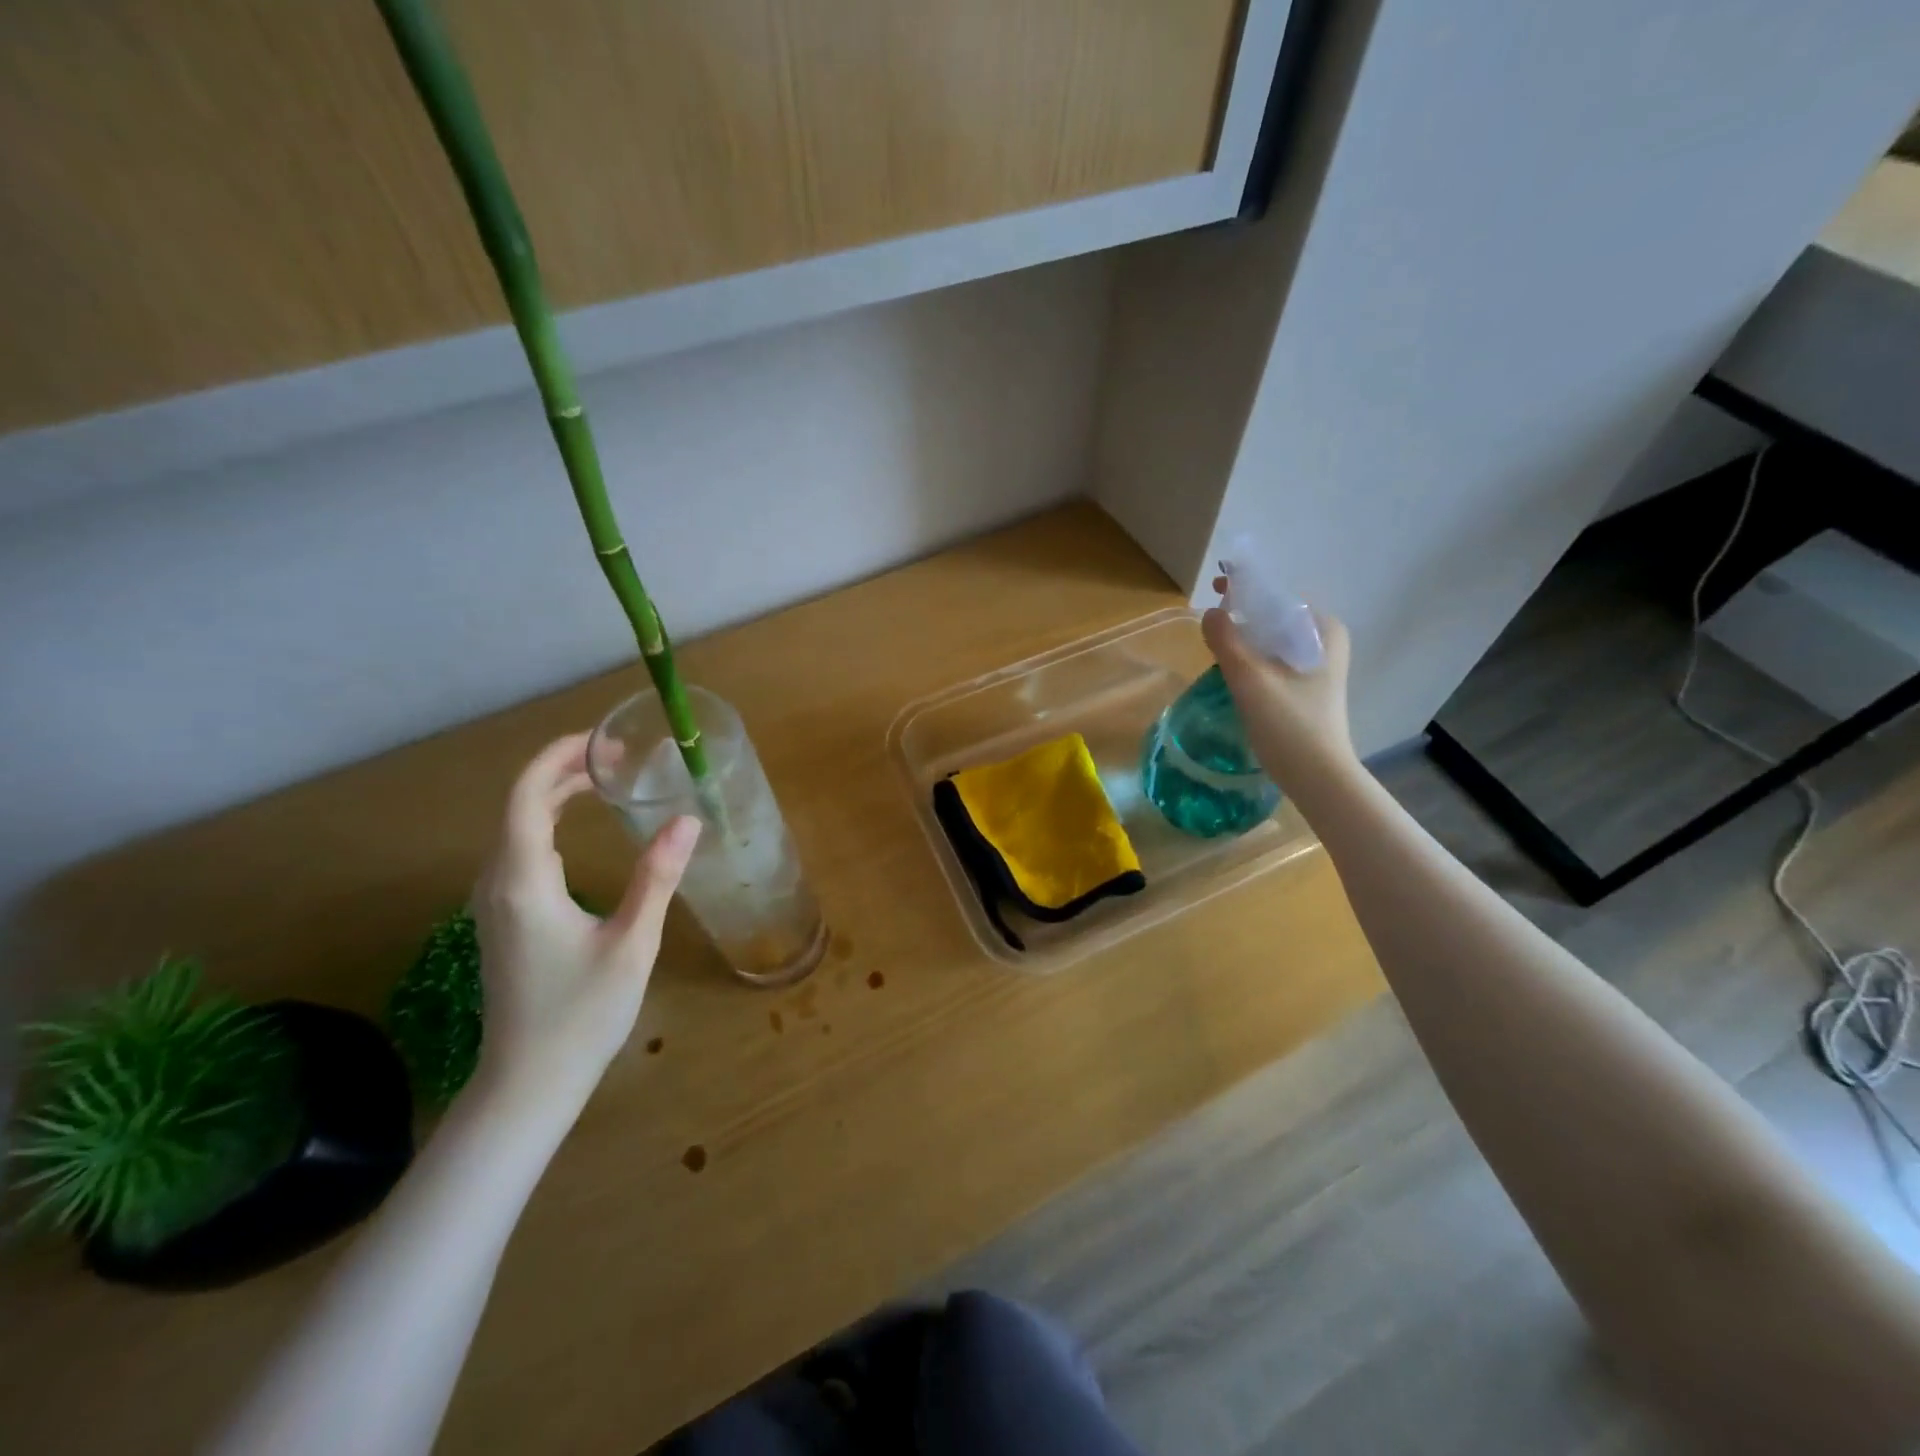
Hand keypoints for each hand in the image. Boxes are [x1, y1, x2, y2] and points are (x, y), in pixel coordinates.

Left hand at [469, 734, 699, 1117]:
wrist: (527, 1084)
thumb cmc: (580, 1014)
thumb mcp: (631, 943)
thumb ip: (657, 878)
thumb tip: (687, 821)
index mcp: (524, 881)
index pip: (526, 796)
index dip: (558, 758)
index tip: (603, 742)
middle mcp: (498, 884)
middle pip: (519, 806)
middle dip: (564, 772)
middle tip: (619, 760)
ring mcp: (494, 904)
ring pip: (516, 830)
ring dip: (554, 797)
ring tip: (605, 784)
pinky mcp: (503, 921)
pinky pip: (519, 853)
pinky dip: (547, 826)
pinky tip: (578, 833)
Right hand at [1202, 582, 1355, 792]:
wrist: (1318, 777)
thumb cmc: (1289, 725)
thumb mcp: (1251, 680)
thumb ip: (1227, 642)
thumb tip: (1211, 613)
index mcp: (1323, 630)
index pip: (1279, 596)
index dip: (1245, 590)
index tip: (1216, 592)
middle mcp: (1326, 642)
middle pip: (1276, 617)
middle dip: (1244, 616)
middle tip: (1212, 625)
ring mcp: (1319, 667)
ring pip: (1274, 640)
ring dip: (1246, 640)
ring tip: (1218, 648)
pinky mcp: (1308, 689)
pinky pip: (1275, 660)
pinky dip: (1254, 660)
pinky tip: (1234, 674)